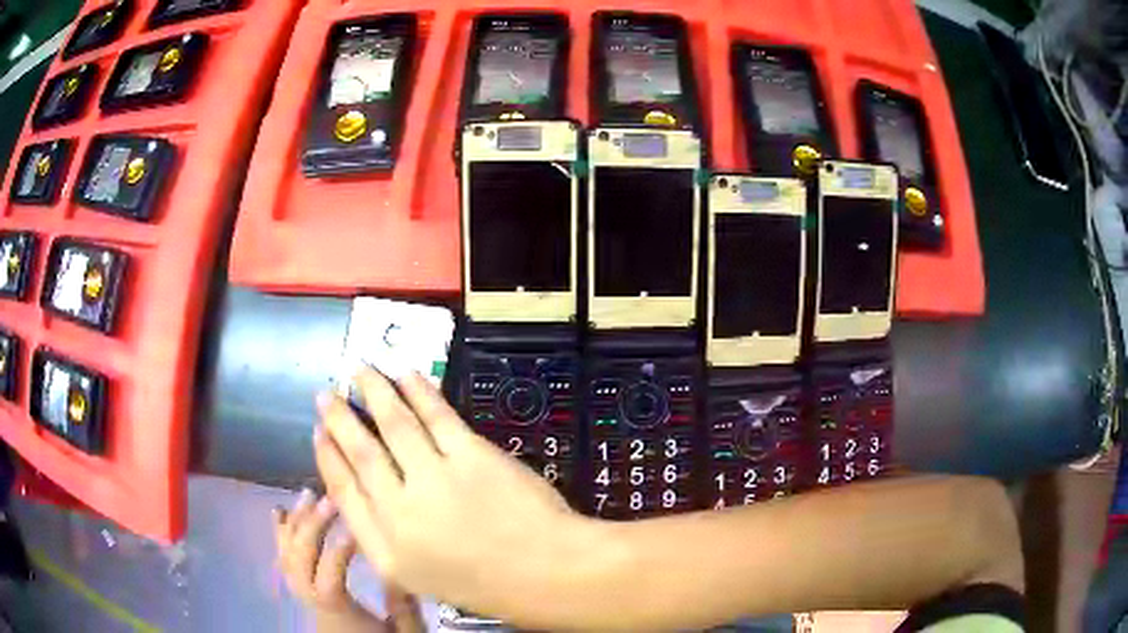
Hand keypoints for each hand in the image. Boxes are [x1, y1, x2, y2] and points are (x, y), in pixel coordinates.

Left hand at [274, 489, 423, 631]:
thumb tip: (400, 572)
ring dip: (296, 522)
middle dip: (312, 526)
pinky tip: (281, 511)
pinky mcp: (300, 585)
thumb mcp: (403, 632)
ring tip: (308, 494)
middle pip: (300, 561)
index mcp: (336, 611)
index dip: (336, 555)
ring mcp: (301, 590)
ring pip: (288, 555)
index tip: (355, 531)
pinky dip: (280, 533)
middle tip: (330, 499)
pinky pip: (283, 558)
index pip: (327, 582)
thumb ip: (404, 608)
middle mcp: (310, 598)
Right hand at [313, 370, 605, 622]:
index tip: (318, 433)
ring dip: (373, 391)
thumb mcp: (419, 577)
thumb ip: (385, 538)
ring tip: (360, 370)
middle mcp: (400, 512)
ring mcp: (435, 480)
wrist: (545, 572)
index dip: (327, 458)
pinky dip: (418, 391)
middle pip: (361, 452)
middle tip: (325, 395)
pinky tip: (406, 375)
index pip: (344, 492)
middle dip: (339, 419)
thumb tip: (363, 494)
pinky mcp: (471, 456)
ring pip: (393, 423)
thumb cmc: (484, 582)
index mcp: (385, 549)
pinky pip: (436, 415)